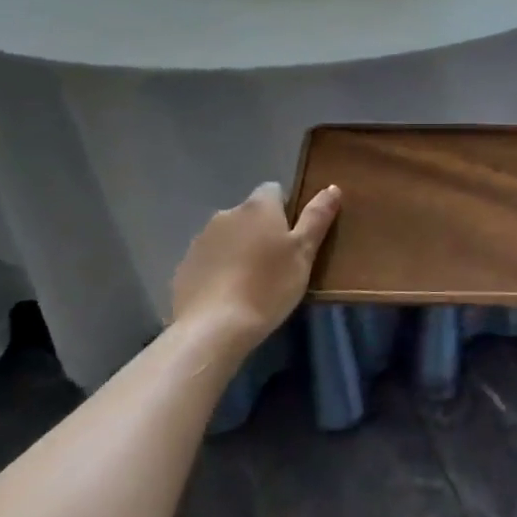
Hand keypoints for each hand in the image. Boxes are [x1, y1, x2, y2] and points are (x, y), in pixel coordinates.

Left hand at [170, 182, 340, 357]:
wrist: (212, 329)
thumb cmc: (268, 287)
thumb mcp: (304, 254)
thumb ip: (317, 218)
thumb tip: (332, 187)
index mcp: (258, 207)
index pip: (274, 190)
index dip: (286, 210)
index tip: (294, 237)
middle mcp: (226, 214)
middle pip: (250, 215)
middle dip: (261, 231)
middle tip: (277, 264)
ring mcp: (200, 240)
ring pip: (228, 237)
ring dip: (239, 250)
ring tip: (251, 283)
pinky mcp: (184, 267)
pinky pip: (209, 260)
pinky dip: (219, 270)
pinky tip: (227, 296)